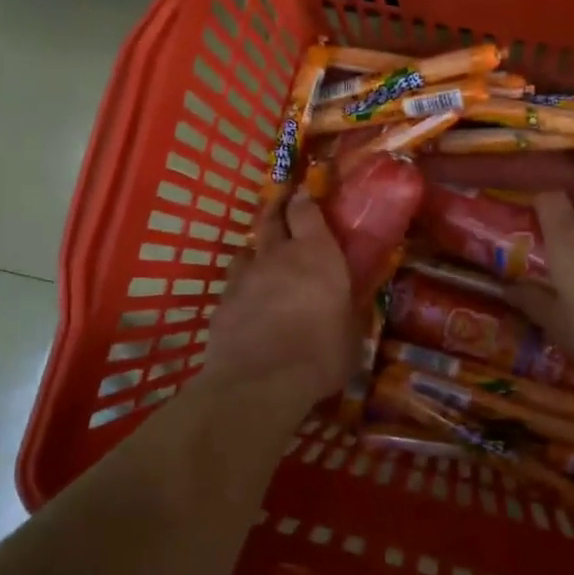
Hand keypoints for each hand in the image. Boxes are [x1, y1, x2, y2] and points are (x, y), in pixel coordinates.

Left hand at [202, 192, 356, 409]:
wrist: (260, 381)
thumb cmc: (320, 355)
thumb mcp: (351, 335)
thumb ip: (347, 313)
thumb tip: (349, 309)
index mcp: (317, 255)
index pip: (306, 211)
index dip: (304, 199)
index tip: (304, 192)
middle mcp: (278, 256)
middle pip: (271, 219)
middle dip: (276, 209)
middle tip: (281, 206)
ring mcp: (245, 277)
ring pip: (247, 250)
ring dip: (256, 249)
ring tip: (262, 258)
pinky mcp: (222, 302)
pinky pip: (233, 284)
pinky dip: (242, 286)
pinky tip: (247, 301)